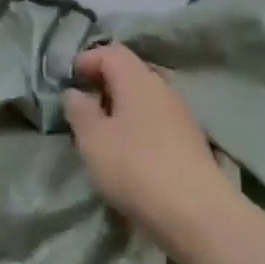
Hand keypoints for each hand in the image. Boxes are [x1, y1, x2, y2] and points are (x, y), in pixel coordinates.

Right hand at [64, 43, 239, 263]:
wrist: (196, 212)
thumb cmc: (135, 167)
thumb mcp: (93, 139)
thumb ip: (80, 110)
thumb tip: (76, 92)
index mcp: (138, 80)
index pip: (111, 52)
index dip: (87, 59)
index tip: (69, 80)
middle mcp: (163, 89)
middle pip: (130, 72)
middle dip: (103, 83)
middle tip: (81, 108)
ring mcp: (180, 115)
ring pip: (143, 98)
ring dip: (120, 108)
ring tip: (101, 133)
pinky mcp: (189, 141)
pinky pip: (156, 120)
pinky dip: (136, 126)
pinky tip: (128, 152)